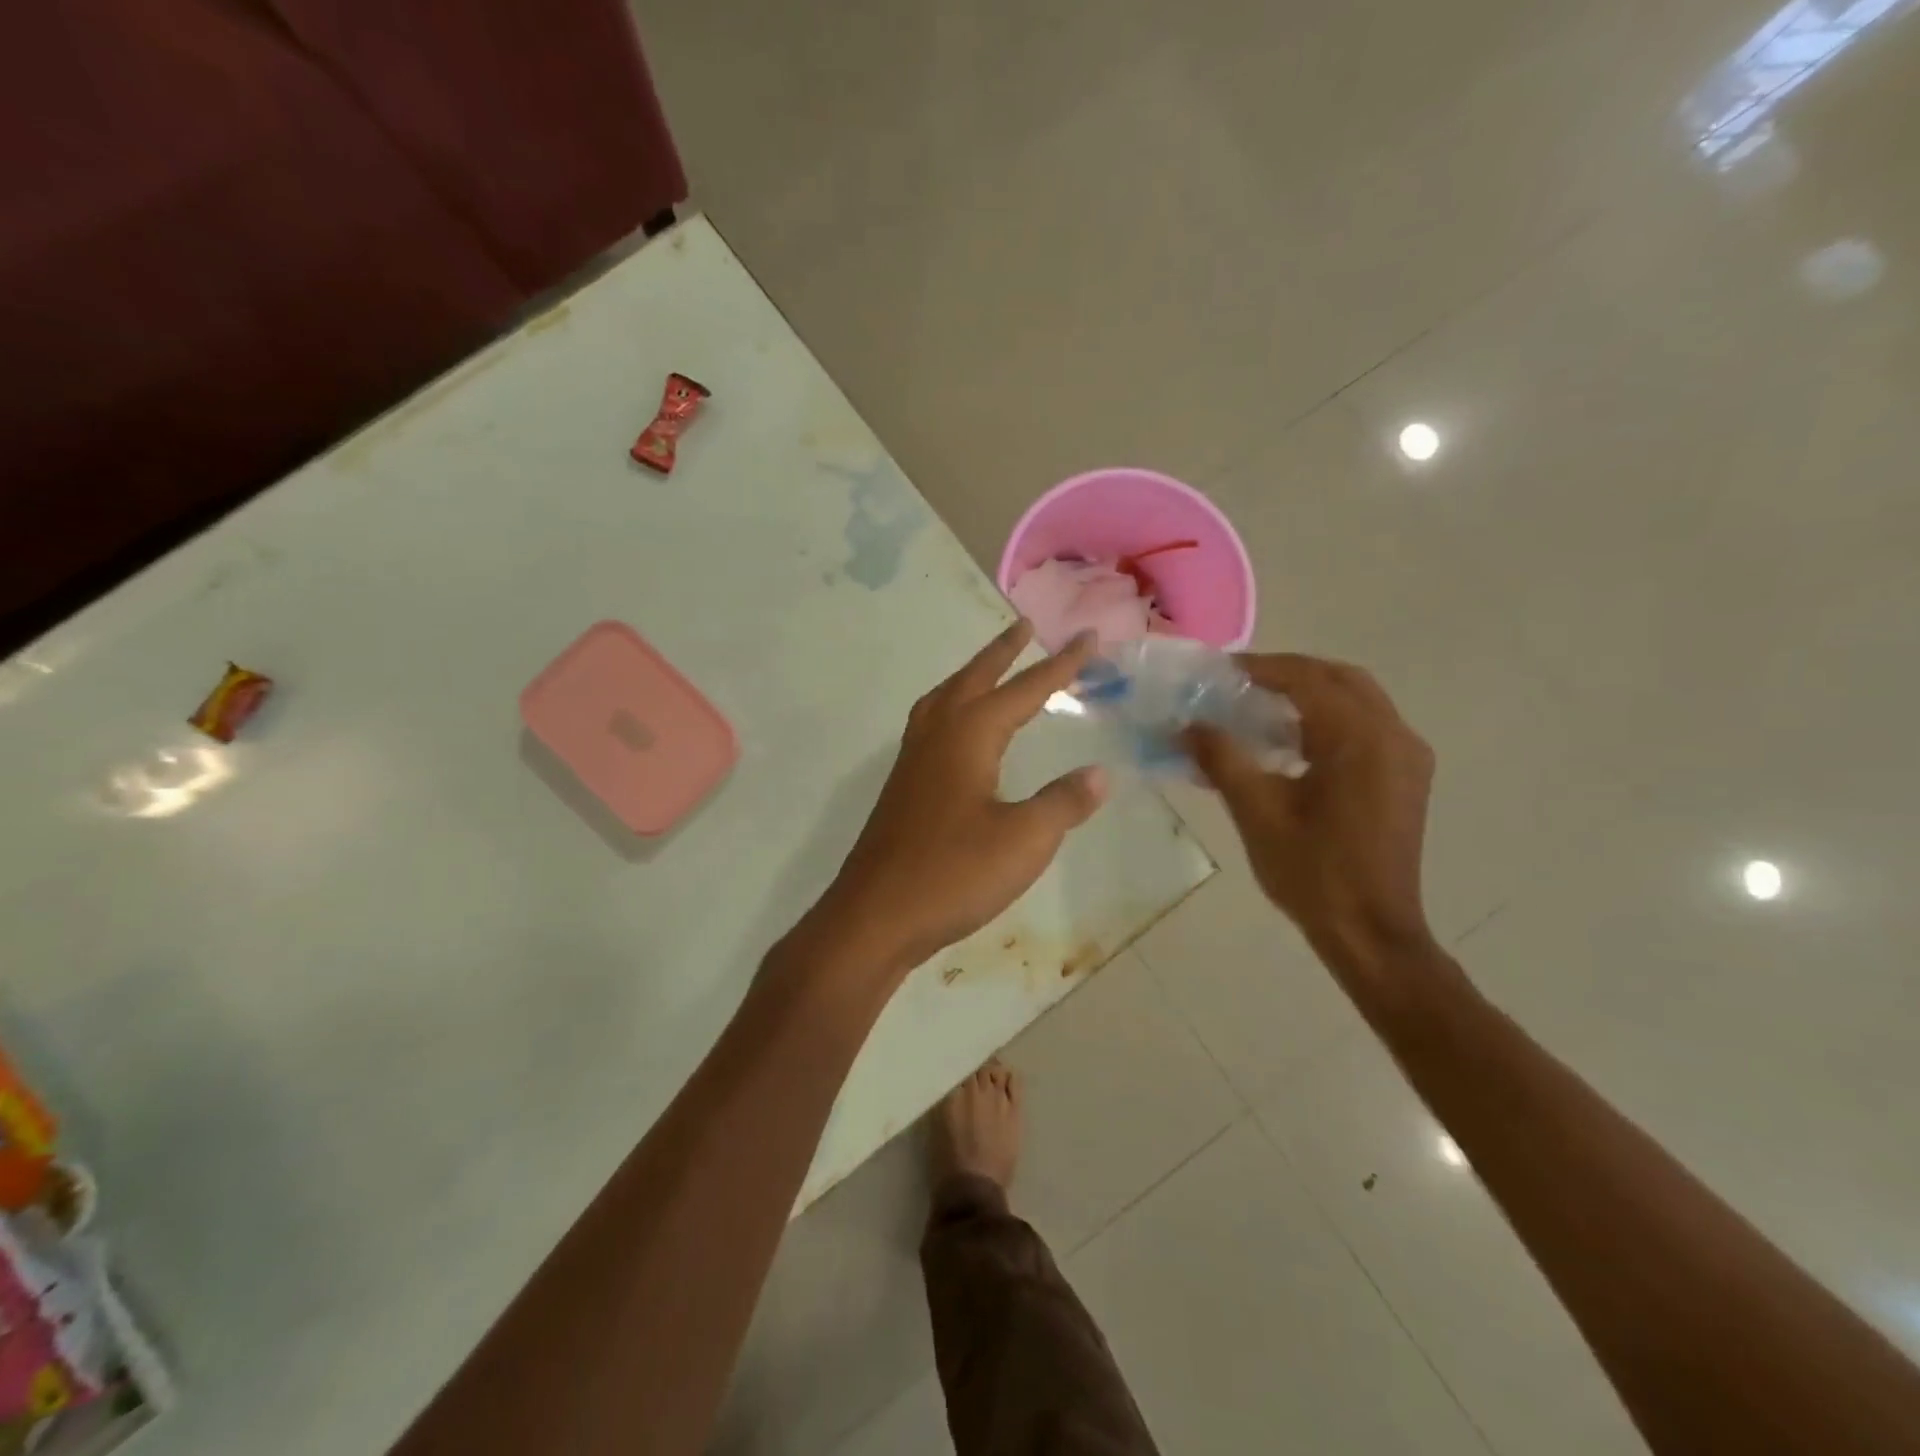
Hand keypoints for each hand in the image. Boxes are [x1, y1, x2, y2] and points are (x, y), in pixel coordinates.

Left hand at [815, 621, 1107, 979]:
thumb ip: (1063, 803)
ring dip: (972, 675)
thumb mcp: (1023, 841)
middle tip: (1026, 627)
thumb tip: (1099, 774)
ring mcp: (913, 760)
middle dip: (1004, 652)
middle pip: (974, 678)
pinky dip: (953, 706)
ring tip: (992, 667)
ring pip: (945, 698)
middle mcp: (936, 736)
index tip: (1088, 637)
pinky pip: (931, 723)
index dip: (1060, 665)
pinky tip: (960, 731)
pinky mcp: (903, 786)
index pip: (1024, 689)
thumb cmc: (953, 875)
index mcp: (968, 736)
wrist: (875, 916)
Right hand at [1187, 654, 1436, 976]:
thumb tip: (1187, 726)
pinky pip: (1366, 727)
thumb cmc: (1311, 872)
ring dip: (1310, 694)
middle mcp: (1393, 736)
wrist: (1369, 931)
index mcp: (1359, 739)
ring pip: (1357, 700)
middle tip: (1241, 682)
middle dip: (1290, 673)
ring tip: (1259, 707)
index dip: (1261, 668)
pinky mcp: (1406, 778)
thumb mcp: (1256, 811)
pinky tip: (1291, 743)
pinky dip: (1328, 720)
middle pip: (1340, 679)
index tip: (1220, 671)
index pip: (1308, 679)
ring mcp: (1406, 757)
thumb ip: (1222, 758)